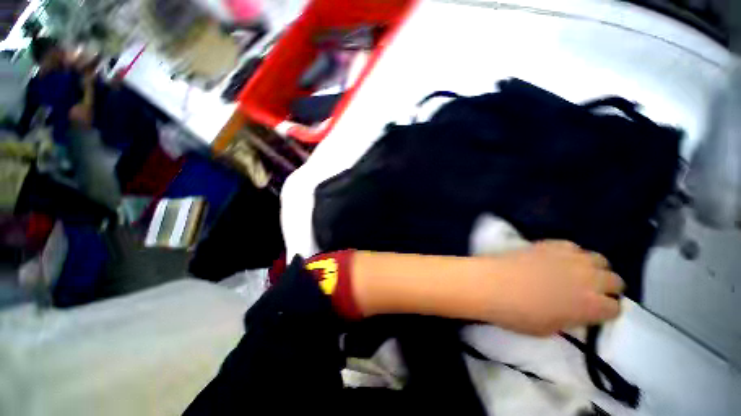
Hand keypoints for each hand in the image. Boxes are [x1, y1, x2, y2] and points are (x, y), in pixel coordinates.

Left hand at [483, 241, 623, 335]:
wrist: (491, 284)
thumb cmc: (517, 313)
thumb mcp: (550, 329)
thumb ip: (571, 319)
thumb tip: (575, 311)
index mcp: (591, 306)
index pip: (615, 308)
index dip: (605, 311)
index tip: (593, 312)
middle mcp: (588, 279)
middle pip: (614, 280)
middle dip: (605, 288)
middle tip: (588, 292)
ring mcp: (569, 258)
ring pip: (598, 259)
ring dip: (592, 268)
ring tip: (576, 274)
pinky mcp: (550, 244)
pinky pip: (572, 246)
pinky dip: (571, 254)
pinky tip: (558, 259)